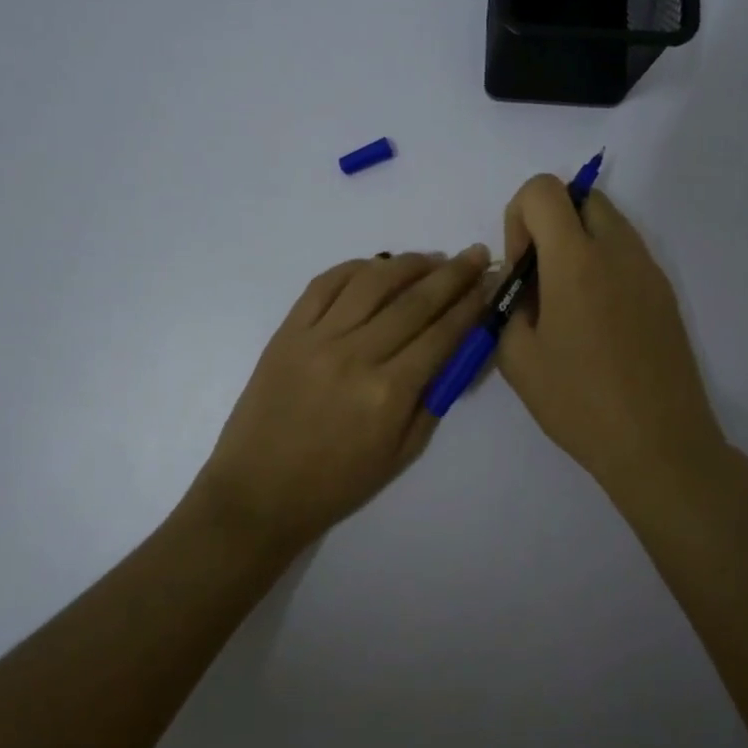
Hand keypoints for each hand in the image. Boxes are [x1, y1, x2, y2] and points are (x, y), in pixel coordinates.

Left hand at [190, 245, 491, 554]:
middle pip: (414, 301)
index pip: (442, 334)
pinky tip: (376, 266)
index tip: (489, 283)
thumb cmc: (337, 483)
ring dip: (408, 263)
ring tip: (431, 259)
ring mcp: (317, 338)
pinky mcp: (288, 331)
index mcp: (389, 393)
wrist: (258, 492)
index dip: (471, 305)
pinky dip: (355, 267)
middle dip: (452, 274)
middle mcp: (356, 355)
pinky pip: (325, 284)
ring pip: (371, 282)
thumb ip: (435, 397)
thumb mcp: (402, 454)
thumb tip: (461, 348)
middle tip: (475, 254)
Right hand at [496, 176, 727, 494]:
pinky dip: (603, 264)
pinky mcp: (665, 292)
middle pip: (580, 196)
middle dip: (550, 222)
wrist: (659, 444)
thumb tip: (514, 284)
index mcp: (576, 260)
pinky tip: (597, 320)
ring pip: (608, 221)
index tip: (522, 268)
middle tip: (542, 278)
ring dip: (578, 241)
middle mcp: (617, 251)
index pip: (543, 189)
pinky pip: (627, 252)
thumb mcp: (518, 359)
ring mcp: (648, 269)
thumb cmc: (580, 403)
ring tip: (568, 302)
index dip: (519, 217)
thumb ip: (505, 306)